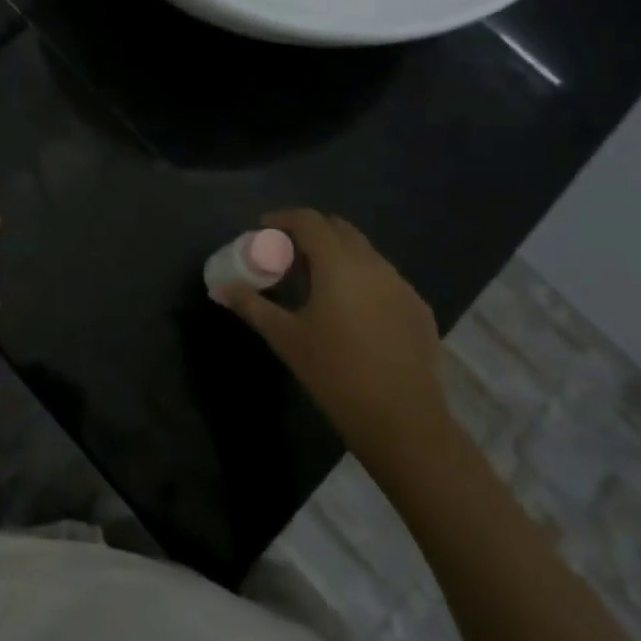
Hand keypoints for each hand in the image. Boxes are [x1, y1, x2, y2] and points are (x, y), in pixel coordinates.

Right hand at [216, 209, 454, 478]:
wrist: (402, 421)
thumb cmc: (335, 373)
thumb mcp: (286, 338)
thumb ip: (251, 305)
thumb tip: (221, 288)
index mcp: (339, 264)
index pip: (309, 220)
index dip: (284, 218)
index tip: (264, 230)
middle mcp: (374, 264)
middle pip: (340, 229)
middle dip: (312, 232)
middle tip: (288, 255)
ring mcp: (402, 285)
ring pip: (365, 253)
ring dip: (338, 255)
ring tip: (318, 283)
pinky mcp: (419, 308)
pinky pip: (385, 278)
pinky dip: (362, 279)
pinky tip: (352, 311)